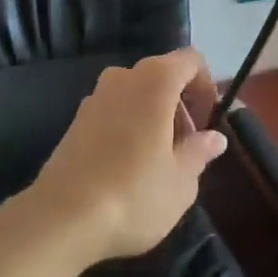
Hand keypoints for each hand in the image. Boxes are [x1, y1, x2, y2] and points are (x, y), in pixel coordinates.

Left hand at [26, 48, 228, 264]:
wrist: (62, 217)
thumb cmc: (134, 194)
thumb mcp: (181, 181)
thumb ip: (200, 152)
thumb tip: (214, 137)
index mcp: (155, 79)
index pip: (191, 60)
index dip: (205, 86)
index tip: (206, 124)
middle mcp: (123, 75)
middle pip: (163, 76)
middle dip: (181, 106)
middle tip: (186, 150)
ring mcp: (96, 94)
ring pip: (137, 93)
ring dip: (154, 116)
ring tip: (158, 163)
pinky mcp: (77, 117)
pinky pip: (115, 109)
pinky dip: (129, 125)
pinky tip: (127, 167)